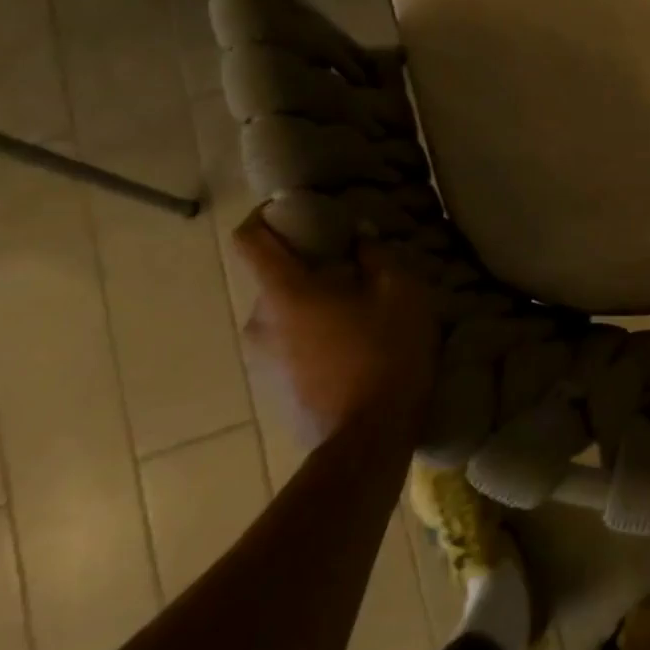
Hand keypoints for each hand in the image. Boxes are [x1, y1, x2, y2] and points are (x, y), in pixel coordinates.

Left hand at [233, 209, 439, 443]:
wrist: (369, 438)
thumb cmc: (385, 353)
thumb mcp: (400, 292)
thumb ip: (376, 256)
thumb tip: (359, 238)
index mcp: (285, 292)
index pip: (248, 239)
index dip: (264, 217)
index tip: (293, 211)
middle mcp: (259, 322)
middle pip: (274, 280)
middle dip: (307, 269)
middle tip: (351, 272)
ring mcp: (261, 361)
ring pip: (283, 316)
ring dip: (312, 307)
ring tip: (356, 316)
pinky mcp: (273, 391)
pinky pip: (289, 347)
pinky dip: (312, 338)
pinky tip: (350, 351)